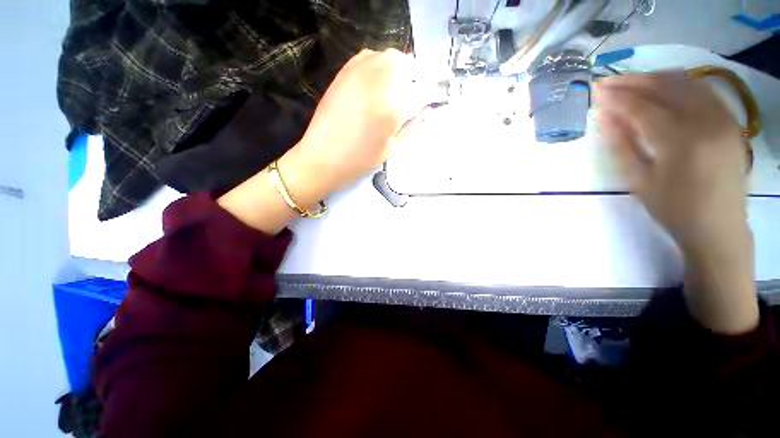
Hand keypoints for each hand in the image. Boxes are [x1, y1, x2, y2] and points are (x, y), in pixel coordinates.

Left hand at [218, 49, 426, 233]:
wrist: (323, 157)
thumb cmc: (360, 160)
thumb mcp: (393, 149)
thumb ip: (412, 126)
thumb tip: (425, 110)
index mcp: (395, 106)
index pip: (424, 90)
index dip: (432, 93)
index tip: (433, 99)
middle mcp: (380, 82)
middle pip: (409, 66)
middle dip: (416, 78)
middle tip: (413, 94)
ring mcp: (361, 72)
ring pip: (391, 57)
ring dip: (399, 70)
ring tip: (396, 88)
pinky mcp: (345, 71)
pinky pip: (370, 56)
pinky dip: (379, 64)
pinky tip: (377, 82)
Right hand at [595, 74, 757, 333]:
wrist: (718, 227)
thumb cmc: (673, 208)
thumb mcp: (639, 180)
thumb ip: (621, 144)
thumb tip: (604, 116)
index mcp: (680, 141)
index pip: (642, 107)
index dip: (616, 97)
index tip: (596, 91)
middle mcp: (706, 121)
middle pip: (666, 87)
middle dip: (634, 81)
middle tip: (609, 82)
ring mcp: (723, 118)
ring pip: (686, 82)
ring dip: (655, 78)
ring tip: (631, 82)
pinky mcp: (730, 120)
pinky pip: (703, 90)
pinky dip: (679, 83)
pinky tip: (662, 88)